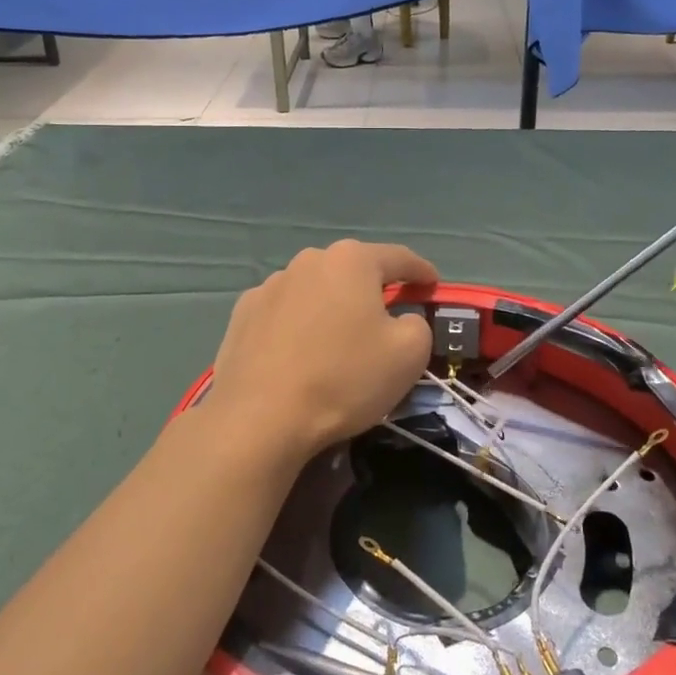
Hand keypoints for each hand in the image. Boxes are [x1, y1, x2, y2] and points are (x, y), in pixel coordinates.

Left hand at [207, 240, 437, 465]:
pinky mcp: (243, 313)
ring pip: (316, 290)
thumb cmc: (344, 378)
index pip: (399, 258)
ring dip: (332, 306)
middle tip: (386, 319)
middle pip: (353, 271)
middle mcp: (309, 260)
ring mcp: (270, 285)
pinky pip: (285, 312)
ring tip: (337, 340)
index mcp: (352, 260)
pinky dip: (298, 324)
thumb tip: (402, 320)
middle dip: (373, 289)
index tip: (432, 285)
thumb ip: (418, 324)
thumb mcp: (409, 354)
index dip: (421, 271)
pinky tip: (299, 352)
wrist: (261, 417)